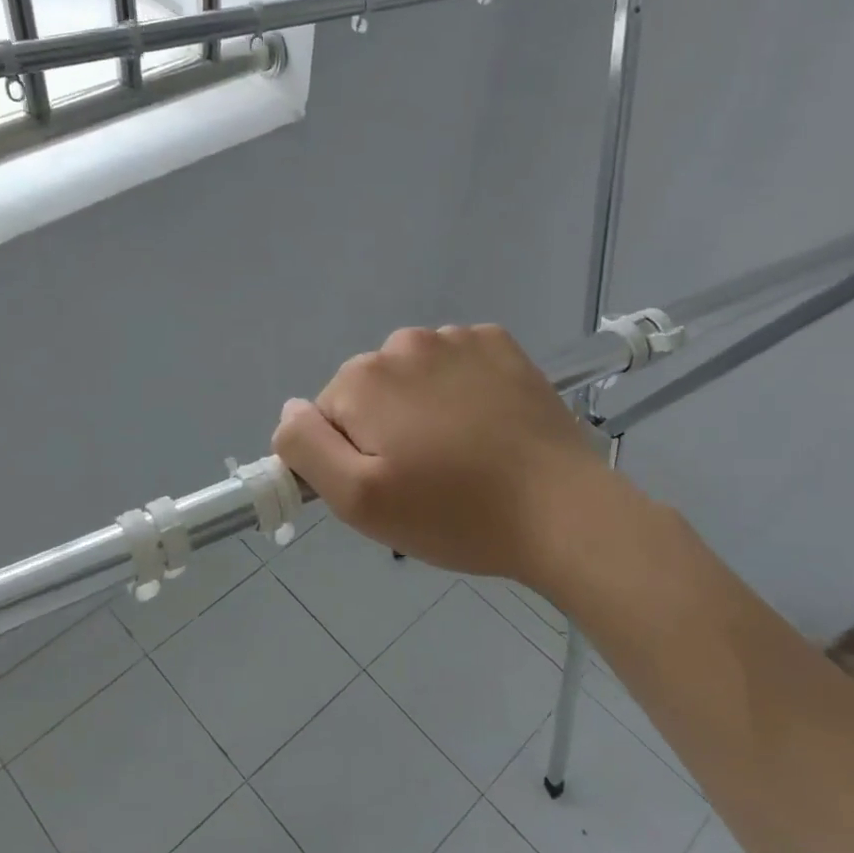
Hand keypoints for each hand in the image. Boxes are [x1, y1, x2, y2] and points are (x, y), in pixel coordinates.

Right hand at [272, 325, 612, 585]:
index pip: (326, 418)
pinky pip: (458, 365)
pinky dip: (461, 390)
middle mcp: (405, 343)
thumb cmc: (455, 514)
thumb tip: (290, 411)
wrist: (562, 511)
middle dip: (385, 431)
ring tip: (462, 457)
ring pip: (414, 377)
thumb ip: (306, 448)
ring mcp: (458, 338)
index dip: (349, 458)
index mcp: (364, 379)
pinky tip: (487, 427)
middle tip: (426, 480)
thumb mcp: (360, 501)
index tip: (389, 489)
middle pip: (370, 392)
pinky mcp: (501, 345)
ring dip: (423, 409)